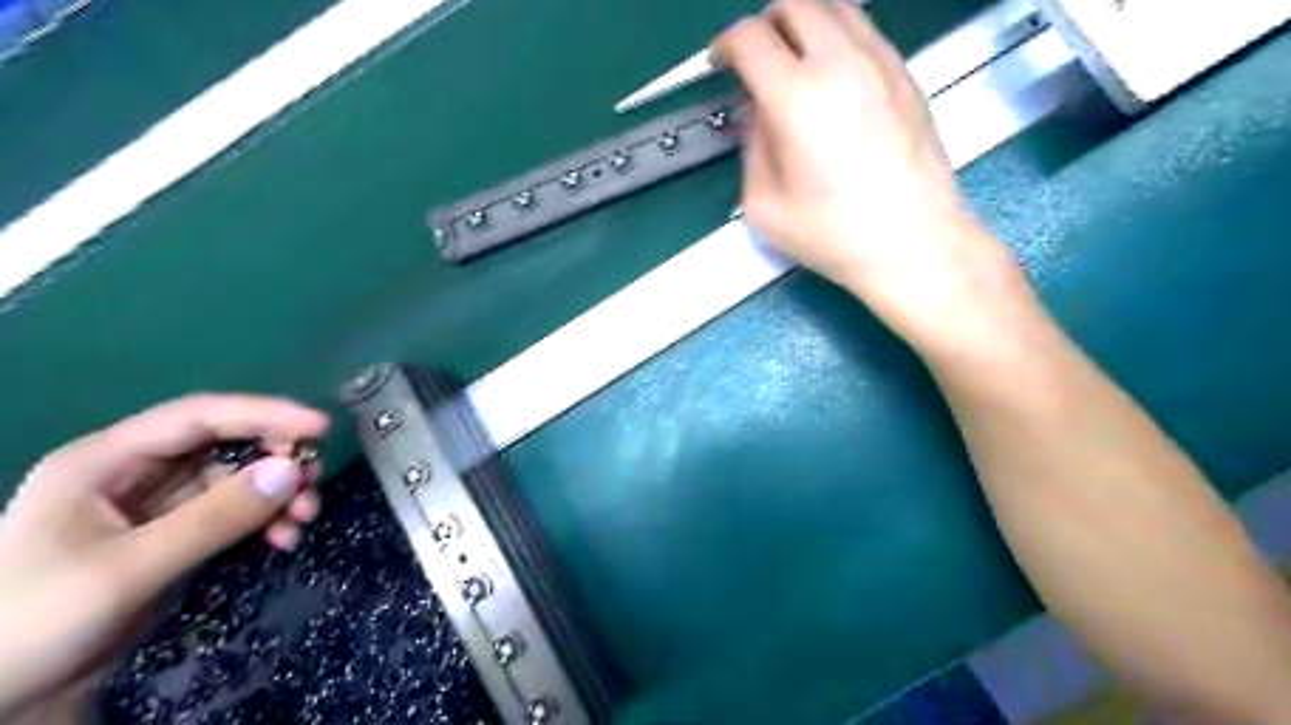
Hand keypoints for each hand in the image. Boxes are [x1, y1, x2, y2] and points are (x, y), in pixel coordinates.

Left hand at [0, 395, 328, 720]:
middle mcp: (135, 472)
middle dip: (276, 461)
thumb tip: (292, 471)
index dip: (265, 414)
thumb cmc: (36, 622)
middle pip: (225, 445)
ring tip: (303, 520)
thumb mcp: (129, 569)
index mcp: (106, 461)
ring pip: (237, 481)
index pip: (200, 416)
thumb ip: (214, 518)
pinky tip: (282, 542)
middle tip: (313, 484)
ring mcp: (156, 506)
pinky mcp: (174, 536)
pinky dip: (264, 523)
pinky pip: (234, 515)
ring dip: (276, 497)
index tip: (321, 427)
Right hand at [716, 0, 1019, 346]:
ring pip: (836, 6)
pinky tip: (834, 77)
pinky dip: (839, 38)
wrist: (913, 242)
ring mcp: (881, 63)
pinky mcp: (906, 76)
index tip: (721, 63)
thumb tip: (755, 114)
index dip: (726, 45)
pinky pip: (866, 31)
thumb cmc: (833, 235)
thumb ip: (751, 147)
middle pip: (794, 4)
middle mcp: (840, 63)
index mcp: (796, 97)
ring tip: (794, 60)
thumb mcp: (764, 205)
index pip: (750, 38)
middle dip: (764, 24)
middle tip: (755, 57)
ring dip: (804, 23)